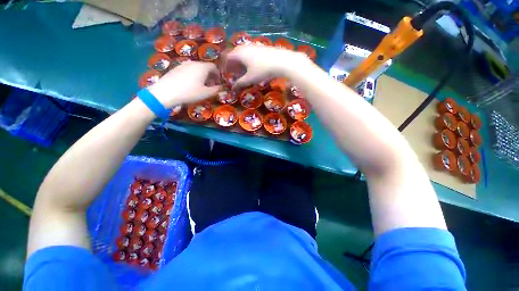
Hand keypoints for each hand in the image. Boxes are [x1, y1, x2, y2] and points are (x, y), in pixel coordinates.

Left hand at [148, 61, 219, 107]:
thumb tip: (219, 87)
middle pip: (205, 67)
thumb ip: (215, 90)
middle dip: (210, 76)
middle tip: (210, 85)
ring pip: (196, 68)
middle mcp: (193, 63)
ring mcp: (183, 65)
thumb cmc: (190, 92)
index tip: (218, 83)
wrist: (166, 92)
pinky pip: (188, 70)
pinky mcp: (176, 68)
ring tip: (200, 86)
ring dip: (201, 76)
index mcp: (202, 67)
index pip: (214, 67)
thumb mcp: (206, 93)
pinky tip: (190, 85)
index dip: (218, 75)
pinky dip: (193, 76)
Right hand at [225, 45, 309, 89]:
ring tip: (241, 72)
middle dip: (231, 64)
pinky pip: (249, 54)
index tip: (224, 74)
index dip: (224, 66)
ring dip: (239, 62)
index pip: (226, 58)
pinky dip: (246, 60)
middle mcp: (244, 47)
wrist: (280, 61)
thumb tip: (233, 89)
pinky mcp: (260, 48)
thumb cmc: (262, 70)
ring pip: (242, 54)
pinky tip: (251, 67)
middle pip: (234, 55)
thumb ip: (240, 83)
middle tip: (232, 73)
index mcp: (239, 54)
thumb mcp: (250, 79)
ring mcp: (253, 46)